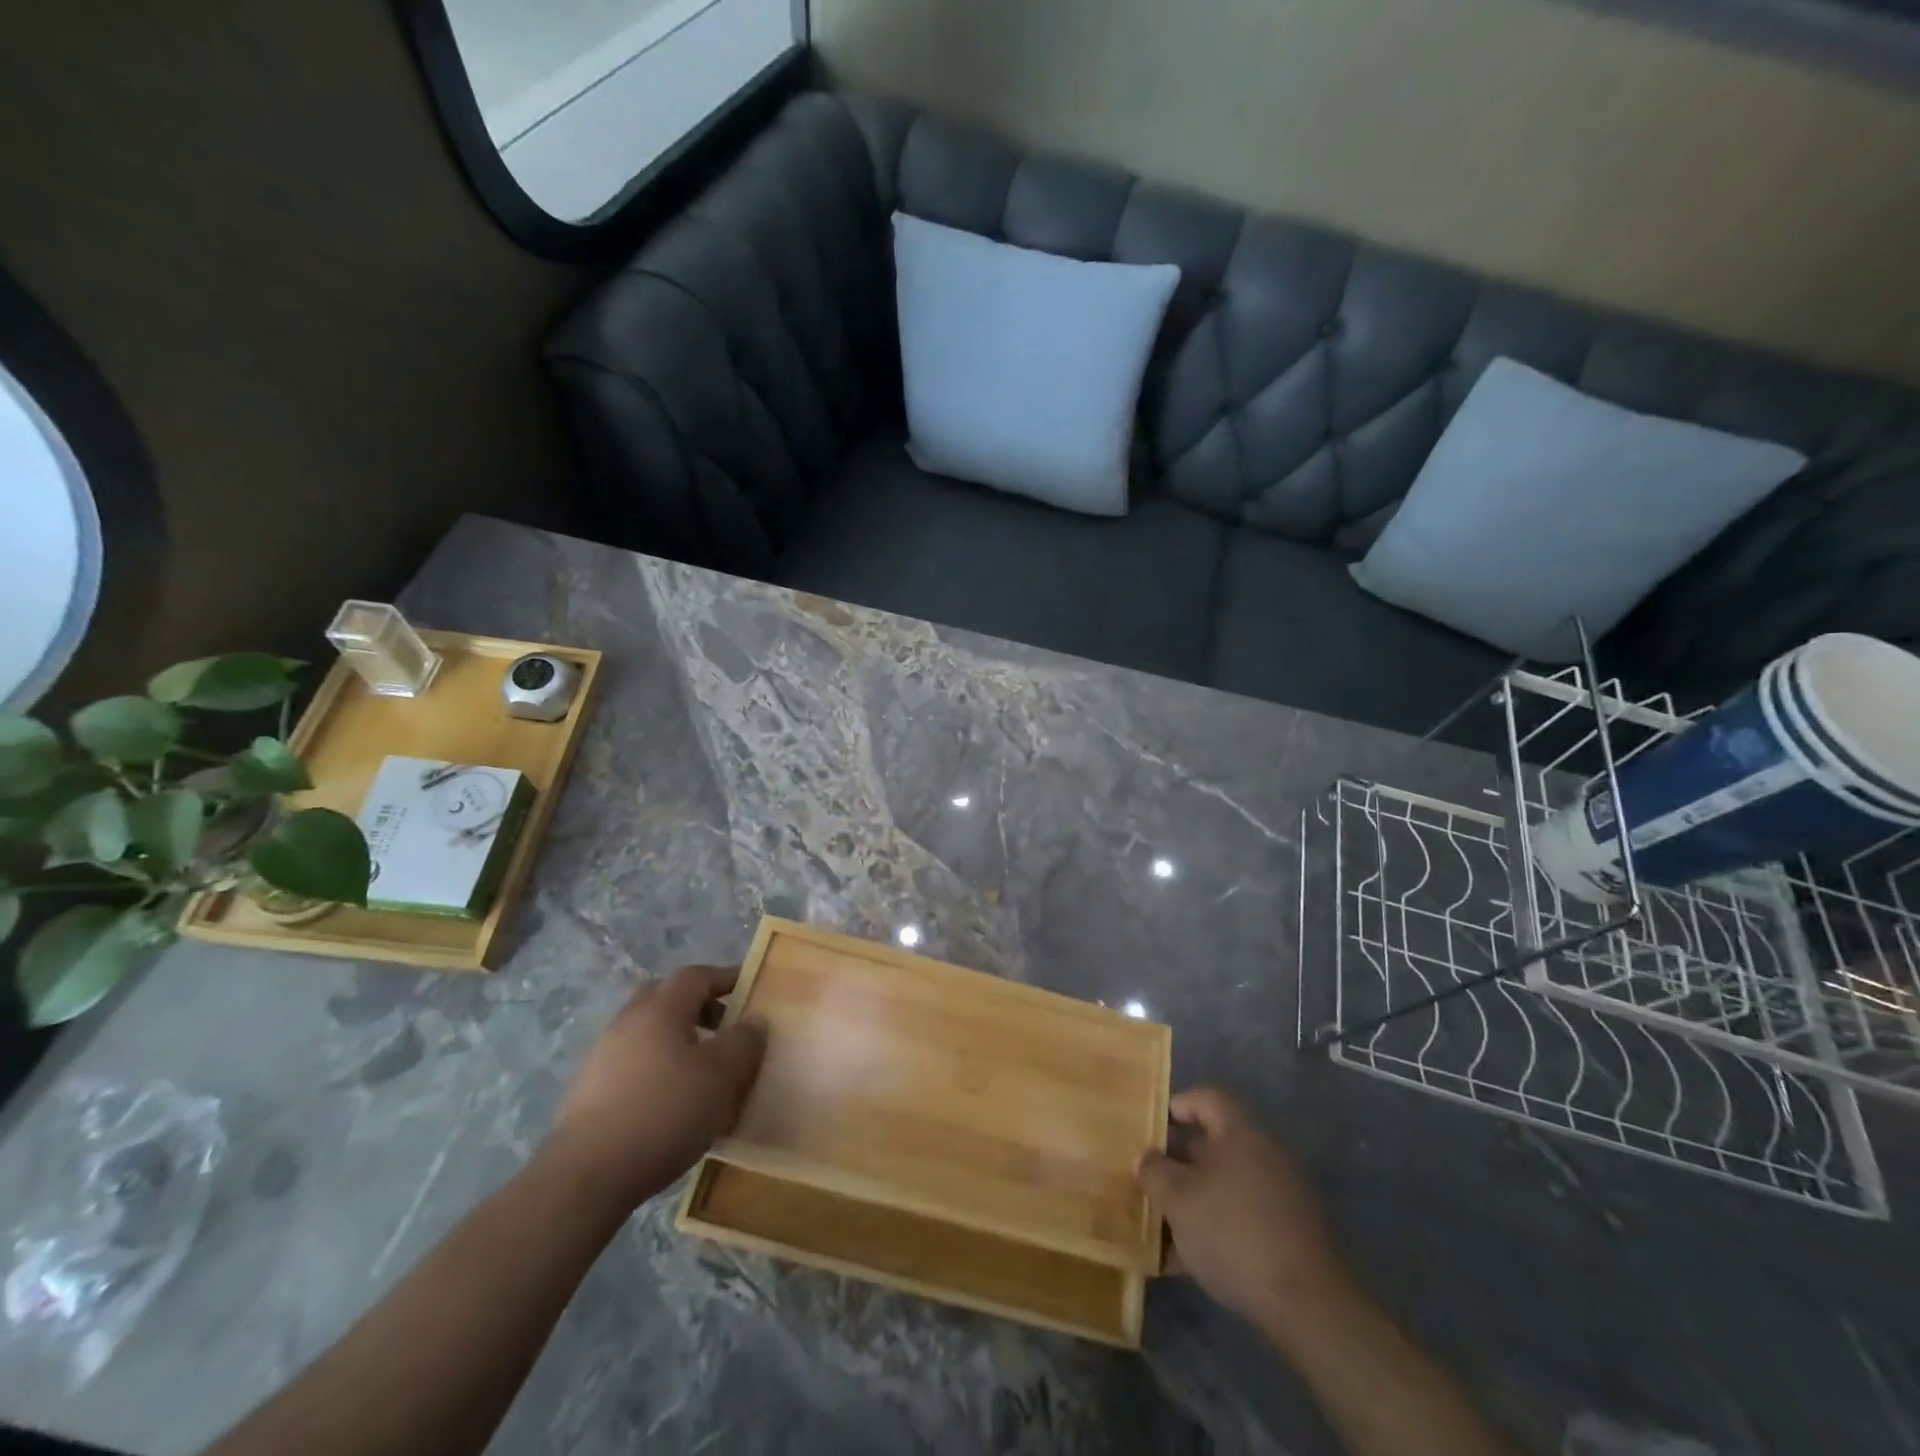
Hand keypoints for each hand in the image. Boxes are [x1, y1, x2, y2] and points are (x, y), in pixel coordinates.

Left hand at [547, 965, 765, 1214]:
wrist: (587, 1175)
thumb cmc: (665, 1112)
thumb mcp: (723, 1075)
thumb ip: (744, 1041)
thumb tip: (753, 1020)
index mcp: (662, 1007)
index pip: (697, 975)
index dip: (726, 978)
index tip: (750, 990)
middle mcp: (629, 1020)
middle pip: (667, 997)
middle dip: (698, 1006)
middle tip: (724, 1027)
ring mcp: (603, 1054)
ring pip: (648, 1031)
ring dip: (676, 1039)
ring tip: (701, 1070)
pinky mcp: (588, 1090)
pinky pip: (632, 1061)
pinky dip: (656, 1066)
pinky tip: (669, 1100)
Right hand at [1137, 1087, 1351, 1339]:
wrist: (1310, 1307)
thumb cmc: (1235, 1234)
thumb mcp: (1179, 1200)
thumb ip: (1155, 1172)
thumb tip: (1144, 1156)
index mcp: (1241, 1134)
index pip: (1206, 1098)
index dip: (1176, 1106)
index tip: (1150, 1128)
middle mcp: (1264, 1155)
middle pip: (1213, 1144)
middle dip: (1177, 1162)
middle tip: (1147, 1179)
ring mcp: (1281, 1196)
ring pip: (1225, 1186)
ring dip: (1193, 1200)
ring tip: (1160, 1225)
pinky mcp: (1290, 1235)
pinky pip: (1242, 1218)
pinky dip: (1215, 1229)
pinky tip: (1186, 1262)